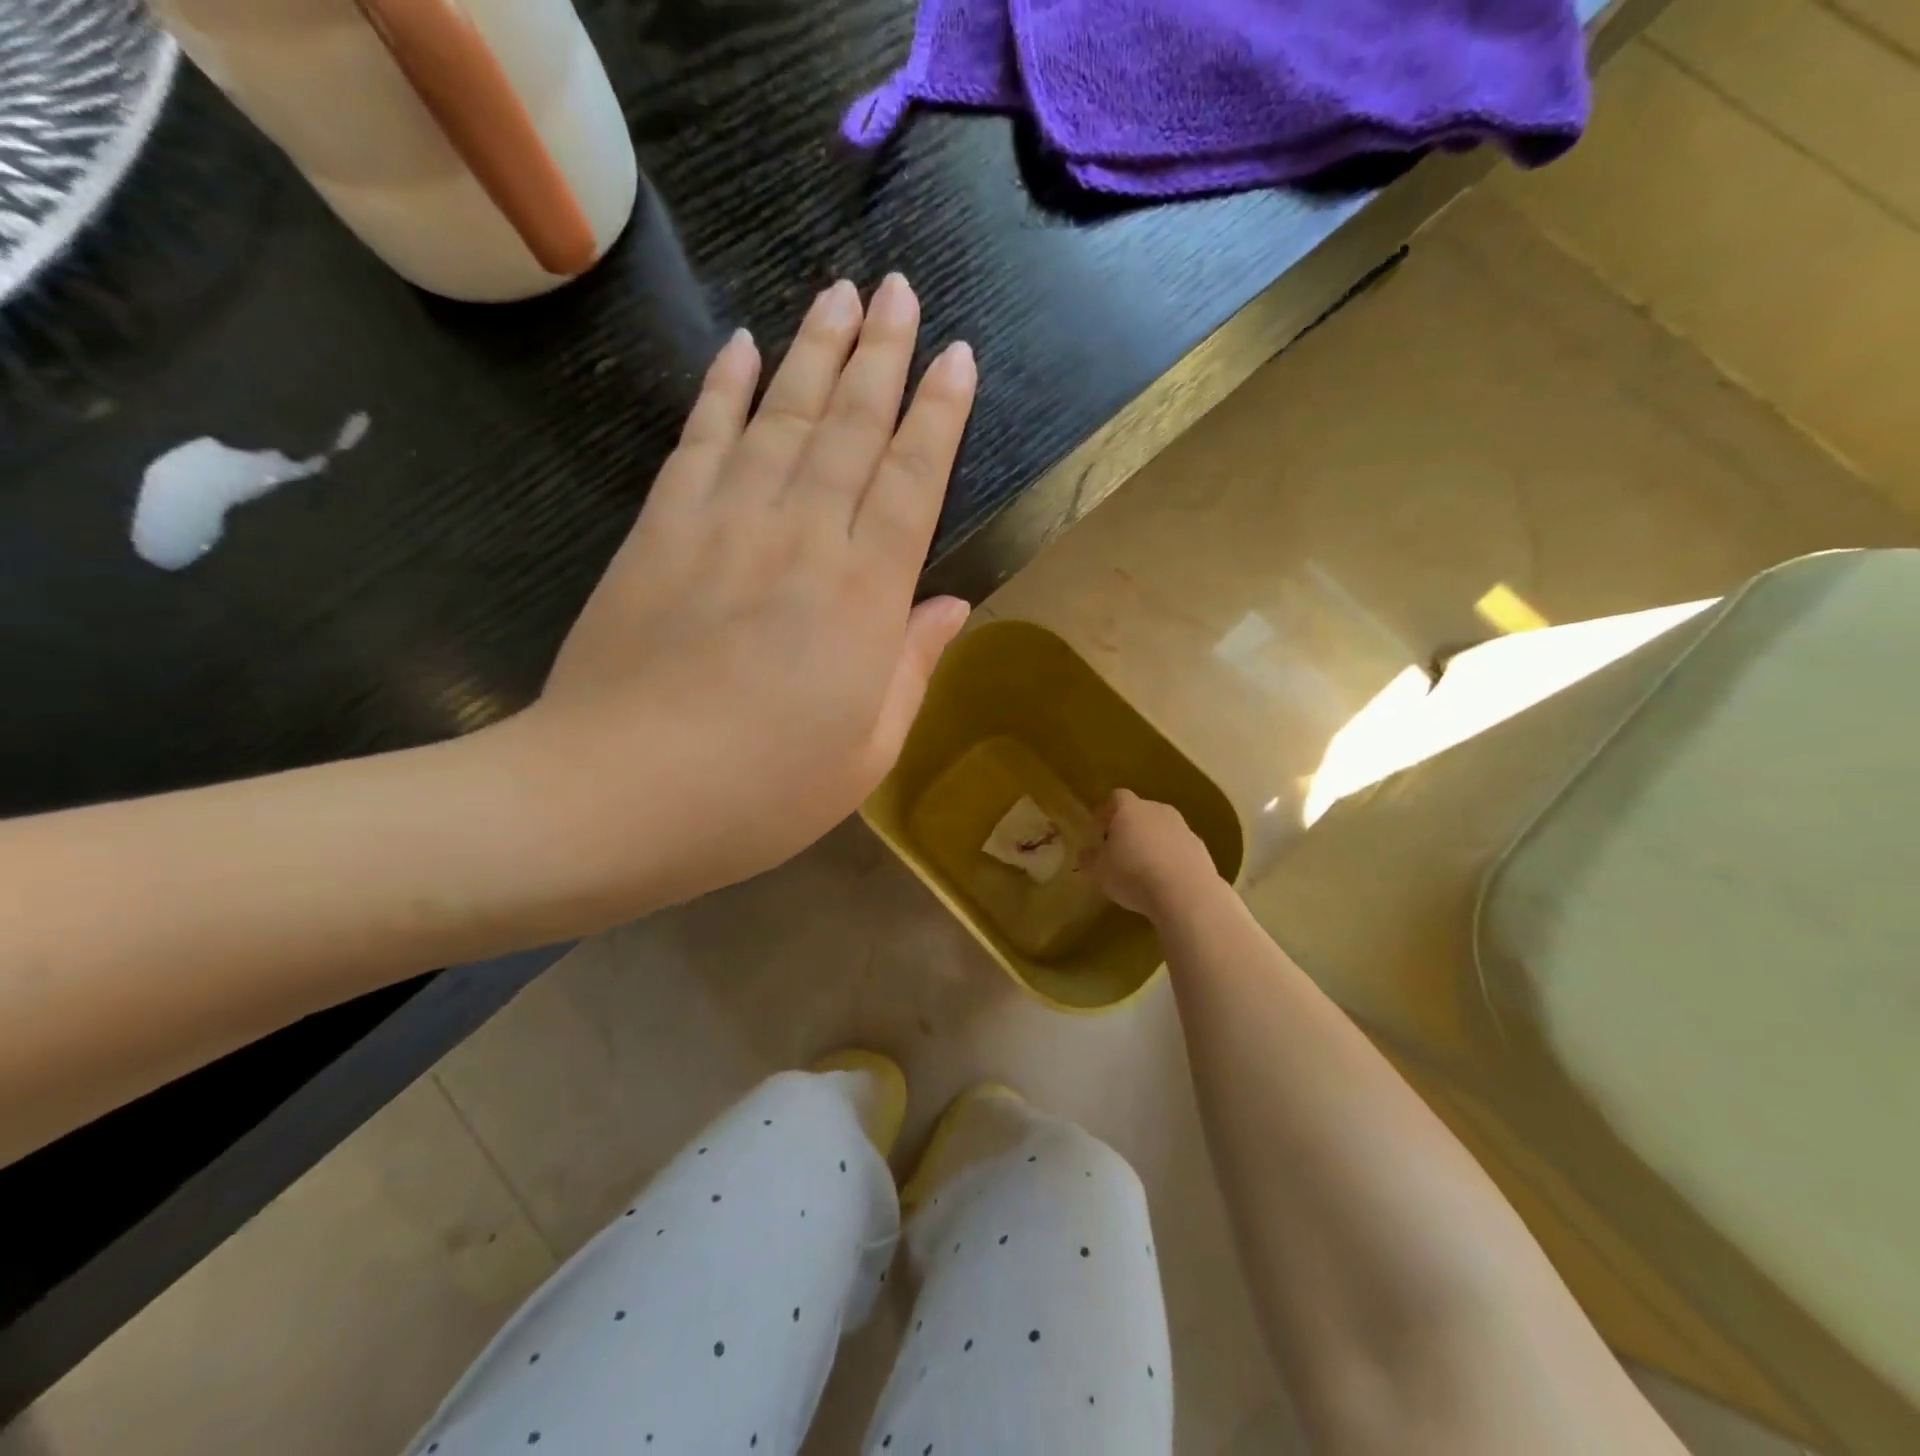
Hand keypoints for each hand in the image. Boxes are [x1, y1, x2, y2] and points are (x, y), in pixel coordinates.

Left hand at [500, 274, 976, 909]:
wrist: (614, 798)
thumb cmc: (761, 794)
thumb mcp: (866, 753)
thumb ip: (913, 669)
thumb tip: (950, 604)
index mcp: (864, 599)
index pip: (913, 482)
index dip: (937, 416)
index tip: (954, 356)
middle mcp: (802, 540)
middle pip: (851, 429)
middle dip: (881, 355)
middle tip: (900, 291)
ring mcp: (725, 525)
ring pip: (781, 417)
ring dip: (815, 351)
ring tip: (840, 294)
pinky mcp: (660, 530)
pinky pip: (700, 440)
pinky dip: (723, 388)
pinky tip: (742, 347)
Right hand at [1088, 789, 1222, 920]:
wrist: (1186, 893)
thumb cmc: (1133, 875)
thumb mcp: (1099, 871)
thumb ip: (1089, 858)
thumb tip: (1086, 852)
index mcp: (1130, 809)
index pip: (1116, 798)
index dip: (1106, 813)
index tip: (1099, 831)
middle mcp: (1158, 810)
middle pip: (1140, 812)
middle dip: (1130, 828)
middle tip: (1120, 852)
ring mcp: (1183, 828)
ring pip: (1162, 829)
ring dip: (1152, 843)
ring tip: (1144, 870)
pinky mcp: (1201, 848)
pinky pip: (1179, 848)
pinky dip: (1171, 858)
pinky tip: (1165, 880)